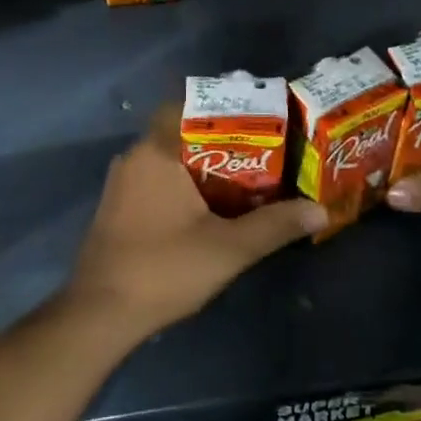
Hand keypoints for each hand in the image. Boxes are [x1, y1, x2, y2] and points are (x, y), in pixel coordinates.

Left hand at [64, 105, 326, 338]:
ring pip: (168, 159)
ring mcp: (121, 184)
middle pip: (181, 133)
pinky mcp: (117, 208)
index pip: (188, 106)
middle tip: (262, 152)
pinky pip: (155, 180)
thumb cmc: (164, 269)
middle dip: (221, 142)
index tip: (256, 119)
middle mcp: (134, 157)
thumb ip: (275, 225)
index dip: (223, 108)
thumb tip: (319, 210)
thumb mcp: (229, 248)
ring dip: (202, 166)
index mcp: (155, 151)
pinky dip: (182, 185)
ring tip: (245, 178)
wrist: (100, 314)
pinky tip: (209, 207)